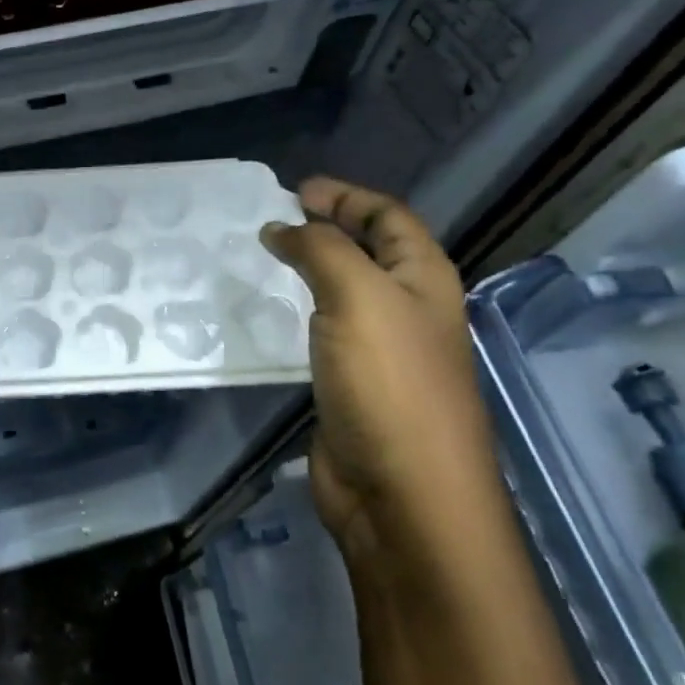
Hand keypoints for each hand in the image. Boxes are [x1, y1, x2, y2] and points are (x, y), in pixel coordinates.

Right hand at [260, 178, 501, 564]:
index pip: (389, 218)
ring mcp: (379, 350)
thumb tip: (282, 226)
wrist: (402, 494)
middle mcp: (406, 309)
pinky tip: (265, 314)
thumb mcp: (358, 297)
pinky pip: (320, 332)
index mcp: (424, 280)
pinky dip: (294, 313)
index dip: (346, 197)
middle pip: (367, 251)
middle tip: (272, 221)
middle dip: (325, 229)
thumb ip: (321, 250)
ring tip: (260, 259)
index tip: (294, 191)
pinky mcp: (350, 384)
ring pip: (340, 292)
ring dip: (306, 270)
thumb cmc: (389, 383)